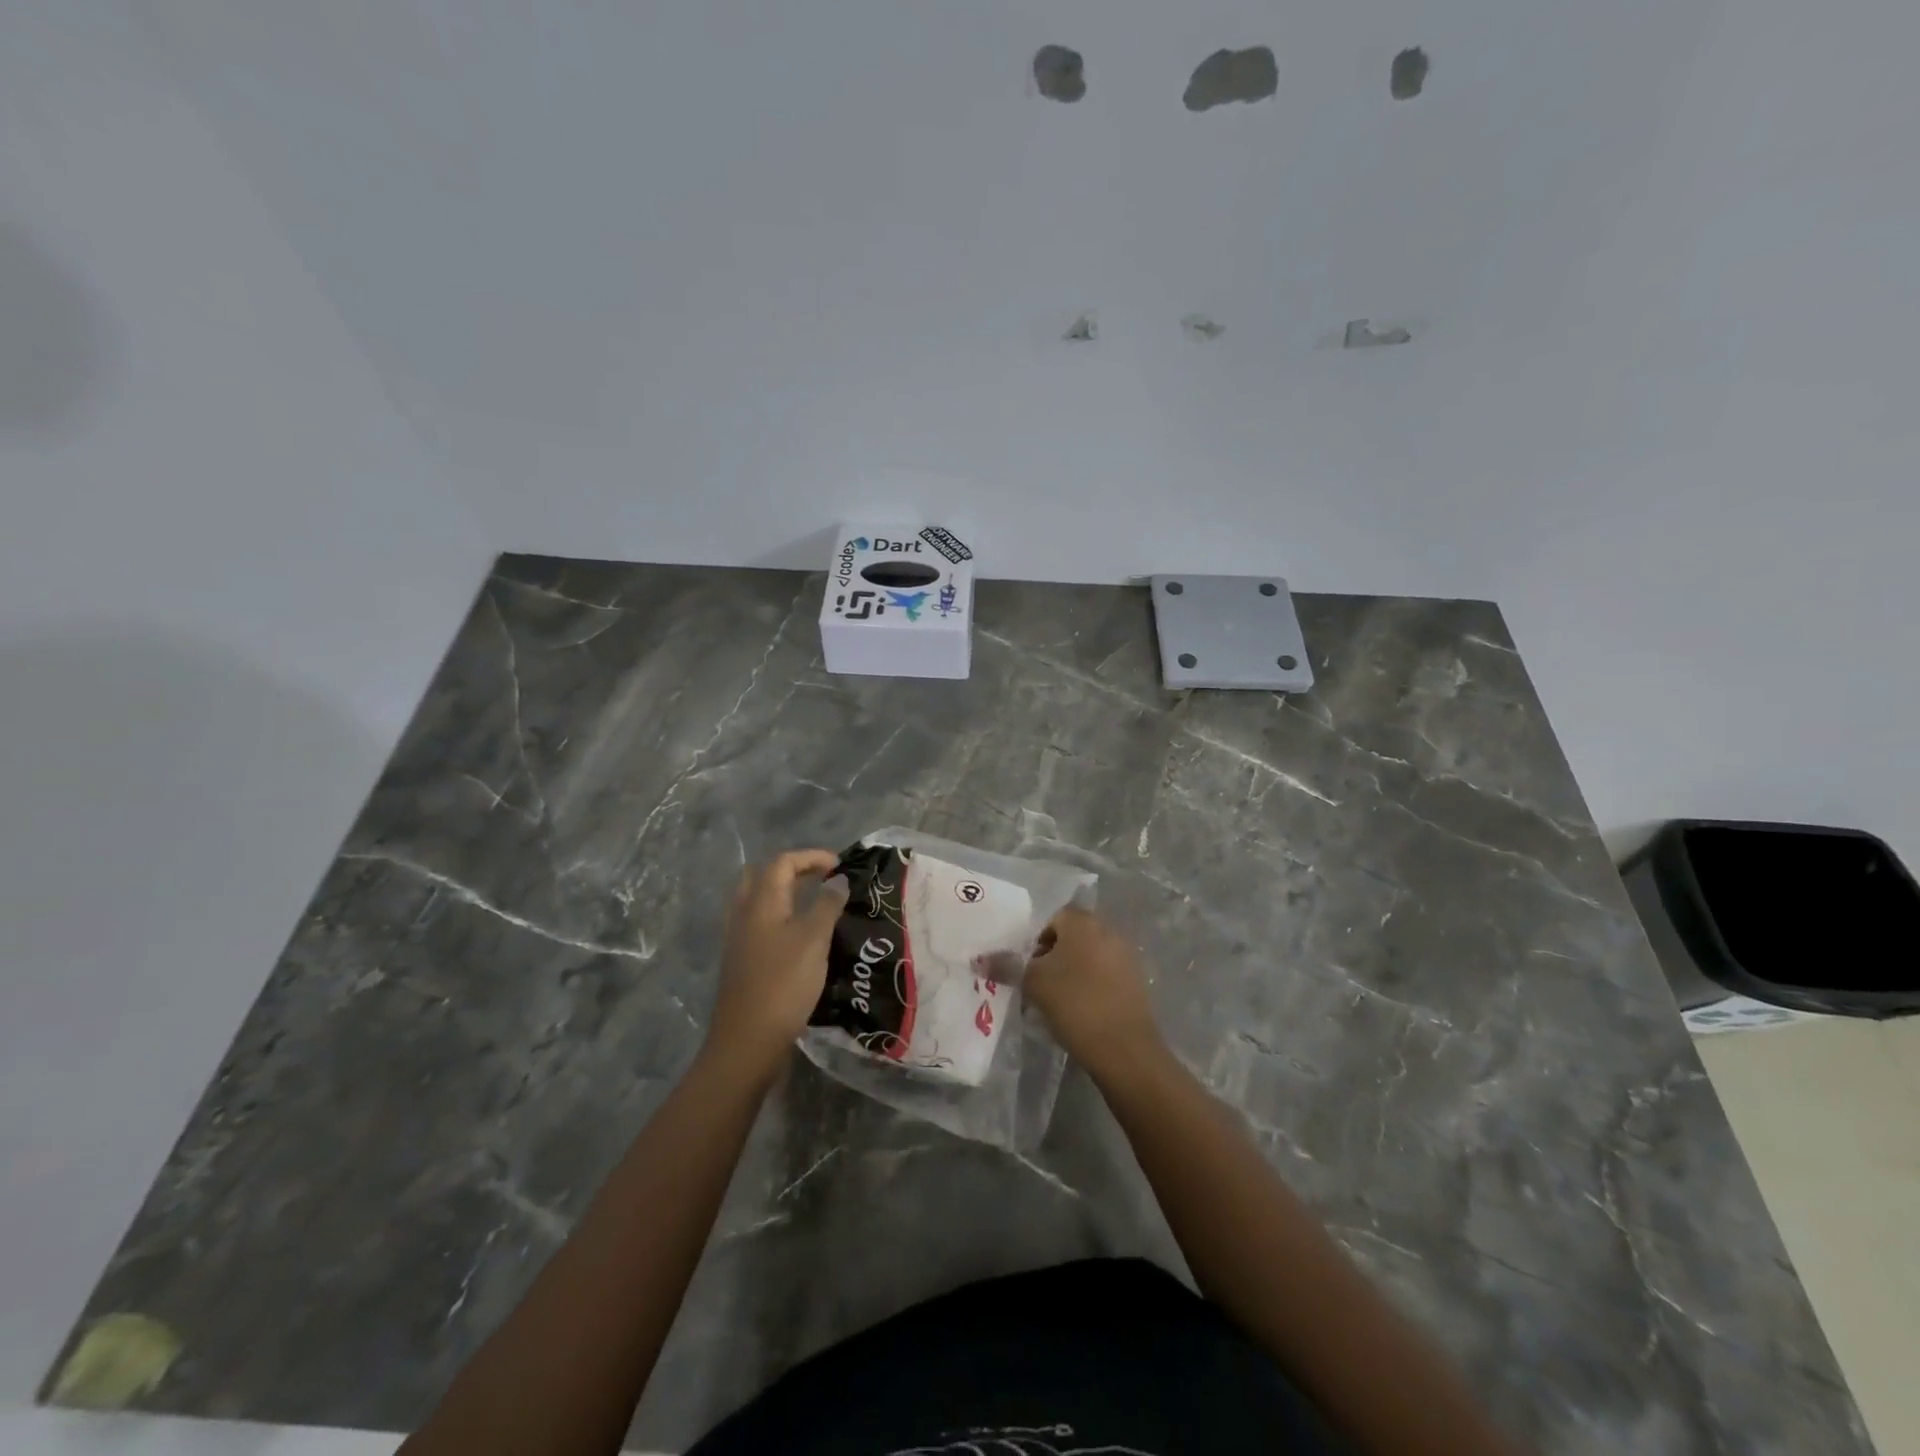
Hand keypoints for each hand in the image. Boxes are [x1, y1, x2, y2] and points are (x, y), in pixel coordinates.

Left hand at [707, 850, 847, 1079]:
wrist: (748, 1042)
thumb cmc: (783, 984)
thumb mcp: (814, 939)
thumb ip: (827, 905)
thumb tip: (838, 880)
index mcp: (761, 902)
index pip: (783, 862)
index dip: (812, 857)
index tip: (841, 867)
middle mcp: (744, 914)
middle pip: (764, 877)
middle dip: (794, 872)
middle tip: (822, 880)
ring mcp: (739, 939)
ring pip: (760, 902)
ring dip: (786, 896)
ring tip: (816, 906)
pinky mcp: (742, 962)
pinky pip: (760, 925)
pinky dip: (781, 919)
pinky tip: (801, 938)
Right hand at [1023, 906, 1164, 1080]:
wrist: (1124, 1048)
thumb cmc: (1075, 1003)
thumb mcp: (1033, 983)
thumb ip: (1006, 966)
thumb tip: (978, 960)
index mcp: (1083, 922)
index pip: (1053, 918)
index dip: (1037, 941)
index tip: (1029, 967)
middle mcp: (1108, 930)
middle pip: (1072, 936)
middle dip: (1054, 956)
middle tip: (1039, 983)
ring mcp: (1126, 955)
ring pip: (1089, 956)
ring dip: (1072, 971)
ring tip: (1057, 1001)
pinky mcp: (1136, 981)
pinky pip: (1105, 974)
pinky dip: (1091, 985)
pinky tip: (1081, 1011)